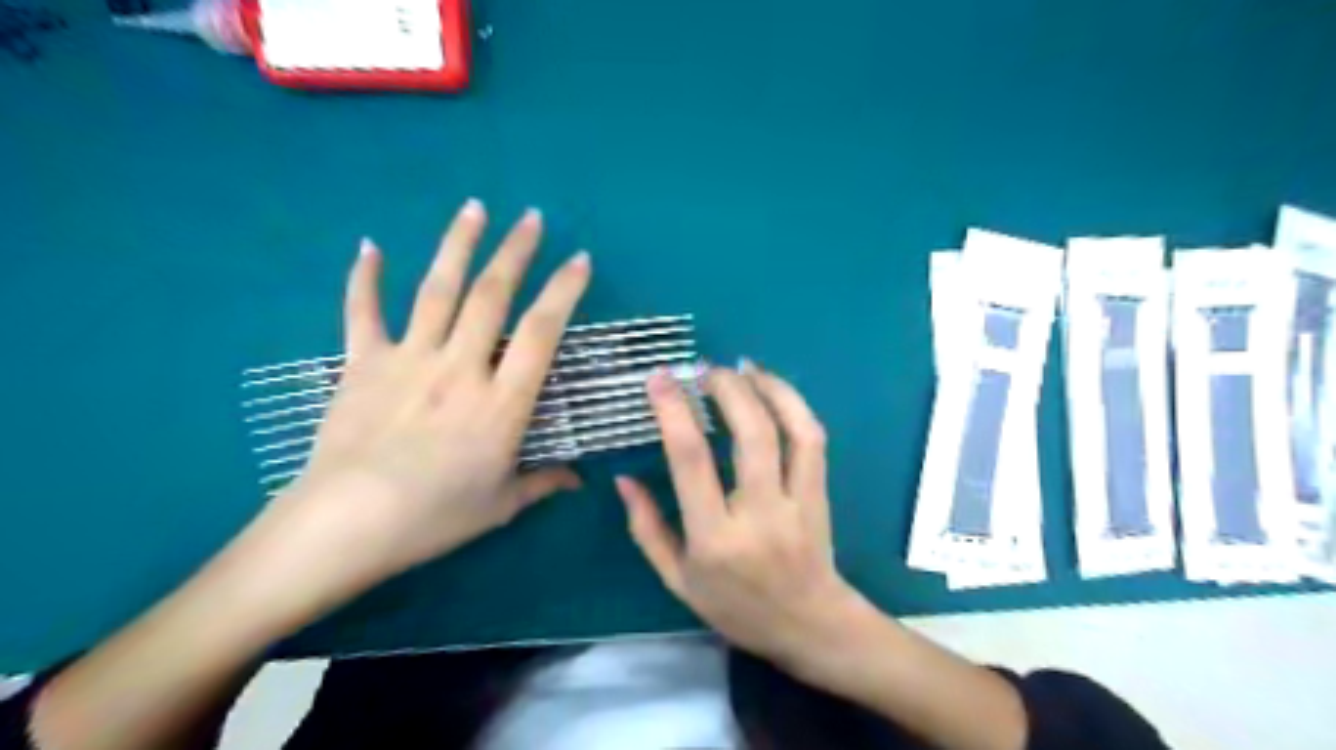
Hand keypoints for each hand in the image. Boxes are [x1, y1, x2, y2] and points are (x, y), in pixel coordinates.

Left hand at [267, 198, 588, 592]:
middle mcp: (460, 367)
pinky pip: (363, 312)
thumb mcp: (500, 505)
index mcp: (501, 402)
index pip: (541, 332)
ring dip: (458, 245)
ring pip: (438, 290)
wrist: (344, 525)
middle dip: (515, 251)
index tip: (580, 260)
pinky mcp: (363, 364)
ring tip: (475, 208)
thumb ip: (542, 483)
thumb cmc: (433, 518)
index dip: (564, 291)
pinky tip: (370, 246)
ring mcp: (409, 359)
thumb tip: (579, 481)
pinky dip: (364, 278)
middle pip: (491, 296)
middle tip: (532, 217)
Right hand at [614, 364, 865, 667]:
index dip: (673, 412)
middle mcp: (759, 515)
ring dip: (766, 387)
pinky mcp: (820, 494)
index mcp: (714, 539)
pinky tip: (772, 387)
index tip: (660, 379)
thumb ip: (647, 528)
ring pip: (790, 431)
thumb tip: (623, 479)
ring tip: (741, 367)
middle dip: (726, 389)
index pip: (691, 462)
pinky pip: (812, 439)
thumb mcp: (678, 580)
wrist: (809, 625)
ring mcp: (797, 502)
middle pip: (750, 434)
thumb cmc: (735, 607)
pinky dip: (793, 404)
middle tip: (704, 369)